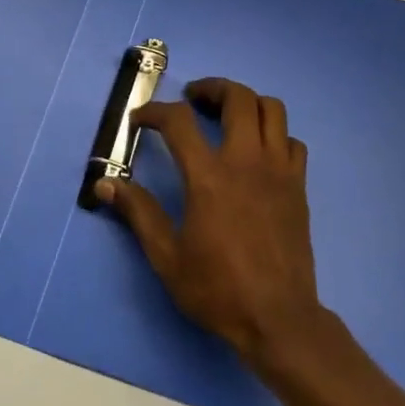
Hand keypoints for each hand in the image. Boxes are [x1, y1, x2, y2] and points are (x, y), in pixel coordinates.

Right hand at [98, 77, 322, 363]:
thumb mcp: (167, 256)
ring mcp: (279, 170)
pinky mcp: (298, 185)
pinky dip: (274, 134)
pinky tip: (258, 152)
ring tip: (227, 116)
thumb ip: (138, 213)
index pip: (178, 121)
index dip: (154, 111)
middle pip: (237, 97)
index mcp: (209, 177)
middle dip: (210, 88)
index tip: (140, 120)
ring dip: (246, 102)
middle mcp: (247, 161)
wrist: (278, 317)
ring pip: (272, 109)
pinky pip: (291, 141)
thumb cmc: (217, 288)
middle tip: (192, 100)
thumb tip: (105, 184)